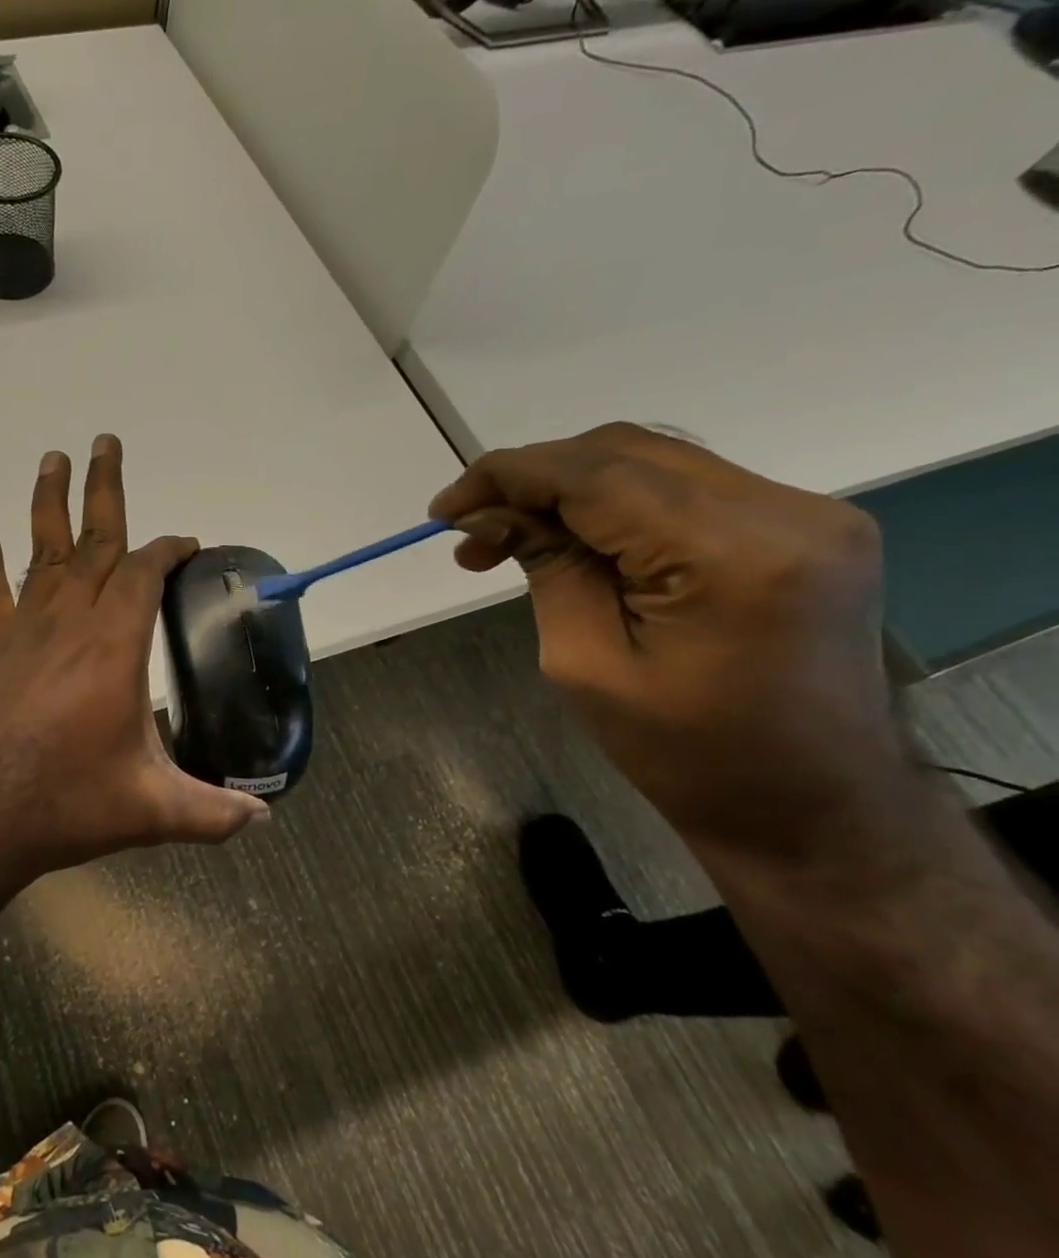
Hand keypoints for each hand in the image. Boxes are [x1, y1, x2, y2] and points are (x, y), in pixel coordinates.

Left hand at [0, 435, 268, 884]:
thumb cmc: (65, 804)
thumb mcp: (151, 811)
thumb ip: (212, 813)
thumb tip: (263, 820)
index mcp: (114, 647)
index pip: (143, 575)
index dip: (166, 551)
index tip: (182, 541)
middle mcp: (67, 623)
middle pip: (92, 541)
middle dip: (105, 490)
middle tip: (106, 441)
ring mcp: (20, 631)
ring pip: (40, 552)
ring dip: (48, 503)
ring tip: (53, 458)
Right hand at [429, 423, 901, 851]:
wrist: (812, 805)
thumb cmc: (686, 756)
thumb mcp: (585, 664)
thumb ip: (545, 568)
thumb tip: (487, 514)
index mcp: (731, 557)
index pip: (596, 475)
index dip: (508, 476)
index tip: (444, 509)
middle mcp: (784, 513)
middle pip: (625, 452)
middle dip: (533, 479)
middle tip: (471, 528)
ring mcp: (807, 513)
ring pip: (653, 461)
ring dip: (568, 489)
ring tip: (508, 537)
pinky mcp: (804, 527)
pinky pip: (685, 488)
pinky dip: (615, 504)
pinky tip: (575, 539)